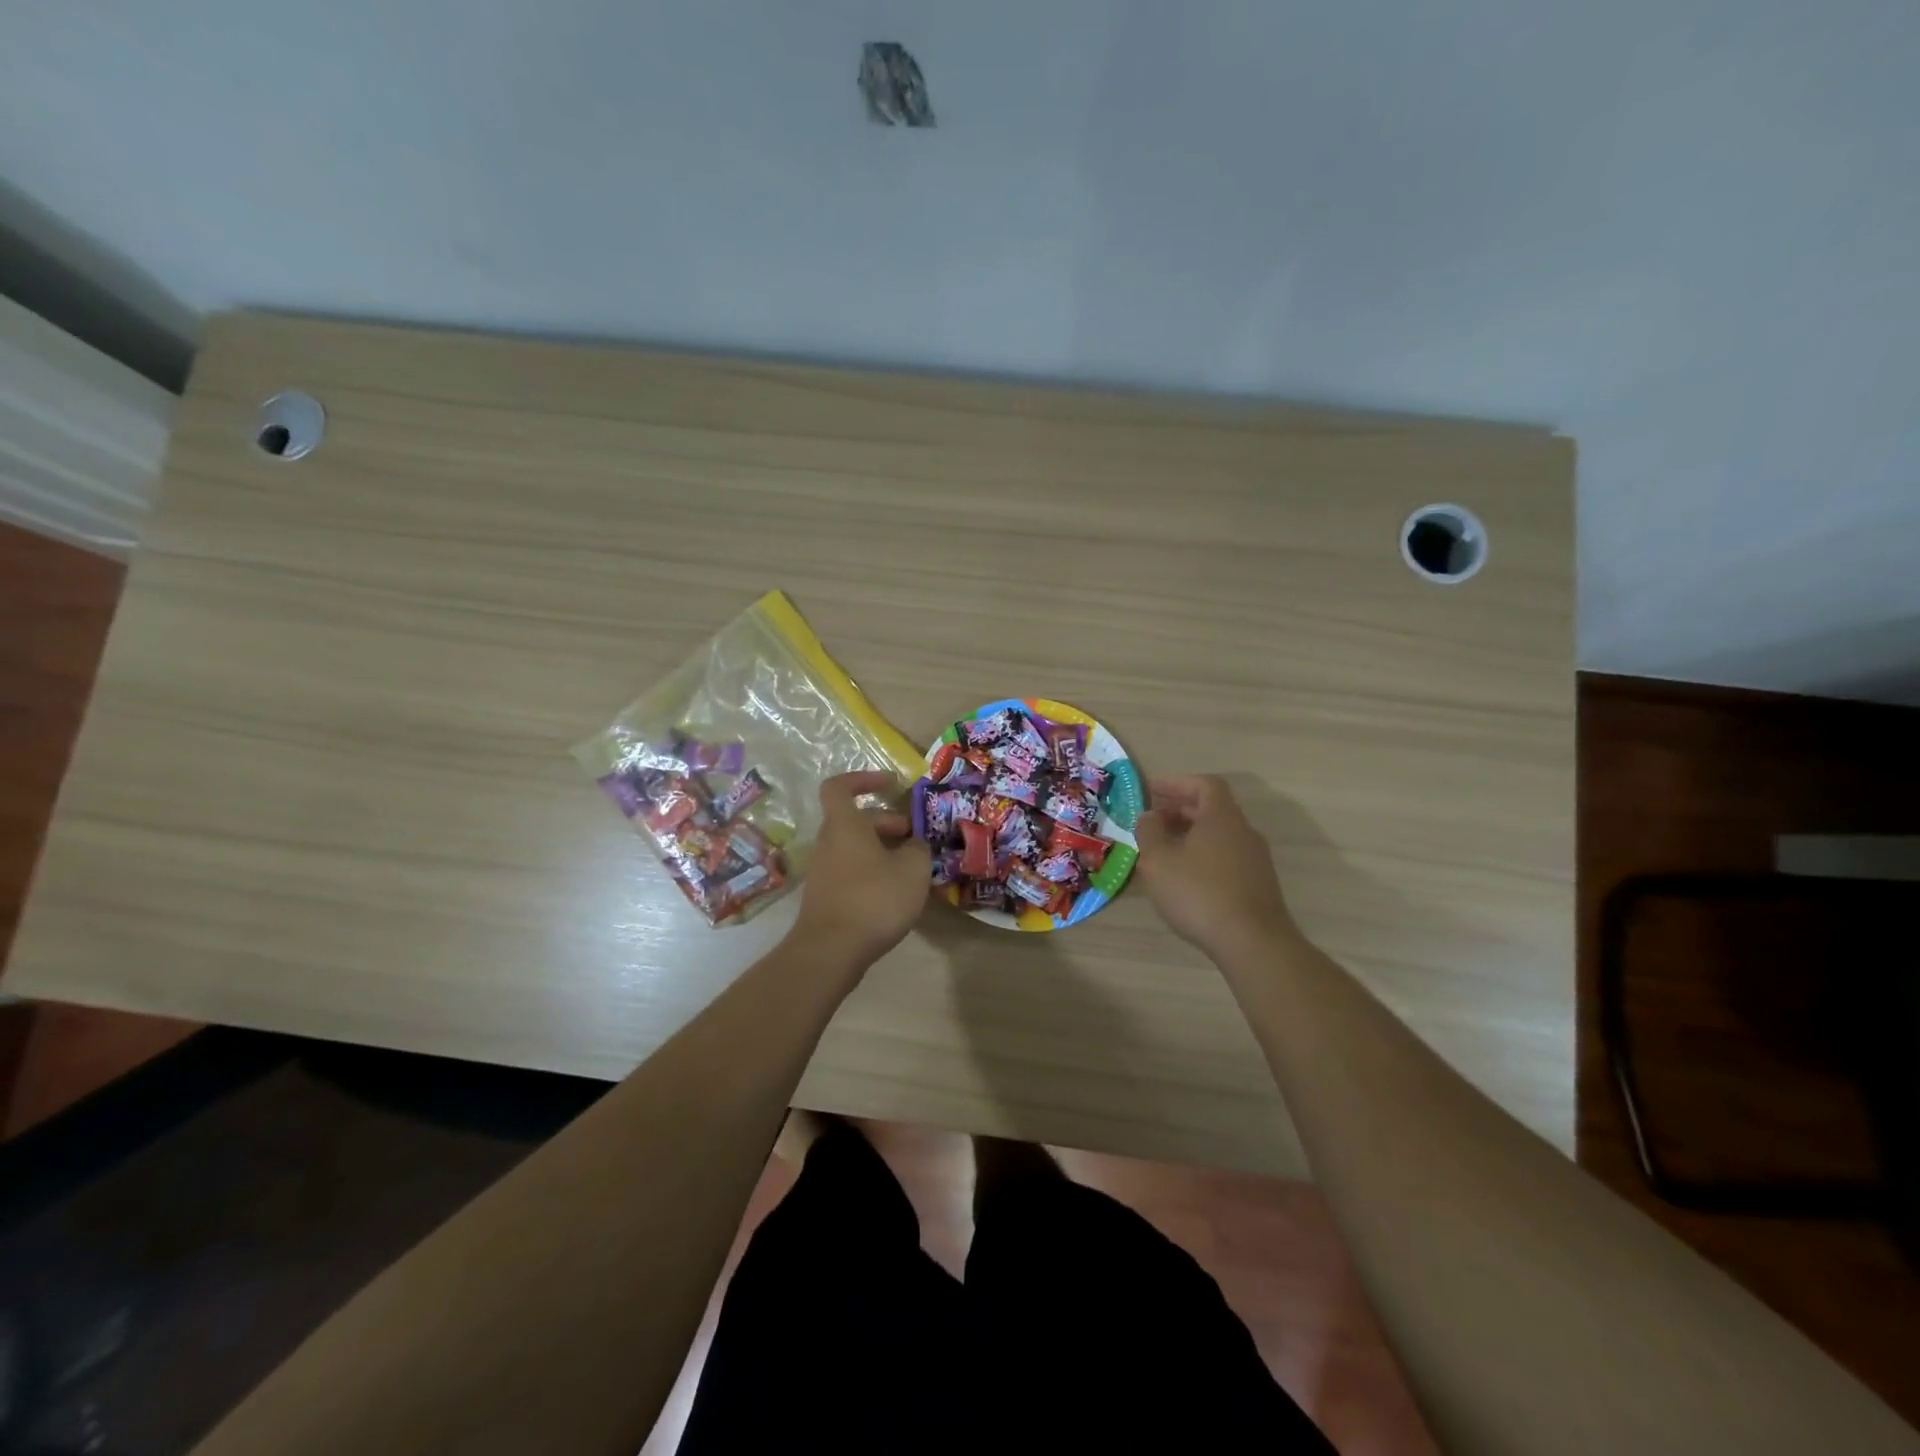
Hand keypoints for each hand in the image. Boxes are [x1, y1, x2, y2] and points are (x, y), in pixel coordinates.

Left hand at [791, 771, 930, 970]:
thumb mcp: (912, 869)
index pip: (840, 787)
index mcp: (845, 825)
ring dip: (883, 850)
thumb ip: (917, 848)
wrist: (831, 951)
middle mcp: (829, 842)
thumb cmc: (874, 899)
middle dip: (887, 823)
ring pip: (855, 846)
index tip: (892, 785)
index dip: (864, 779)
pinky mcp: (826, 895)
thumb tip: (913, 844)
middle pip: (855, 820)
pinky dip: (873, 872)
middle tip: (916, 839)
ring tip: (912, 868)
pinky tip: (895, 893)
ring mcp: (824, 870)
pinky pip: (852, 870)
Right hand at [1135, 775, 1299, 958]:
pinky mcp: (1258, 884)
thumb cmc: (1199, 893)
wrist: (1252, 942)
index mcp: (1222, 817)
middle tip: (1151, 822)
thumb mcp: (1158, 860)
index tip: (1151, 791)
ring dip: (1190, 836)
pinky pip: (1226, 857)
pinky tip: (1185, 878)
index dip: (1176, 783)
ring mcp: (1255, 859)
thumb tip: (1149, 816)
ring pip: (1219, 835)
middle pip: (1212, 809)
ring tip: (1163, 851)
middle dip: (1179, 810)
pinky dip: (1203, 856)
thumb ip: (1149, 832)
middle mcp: (1244, 831)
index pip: (1204, 784)